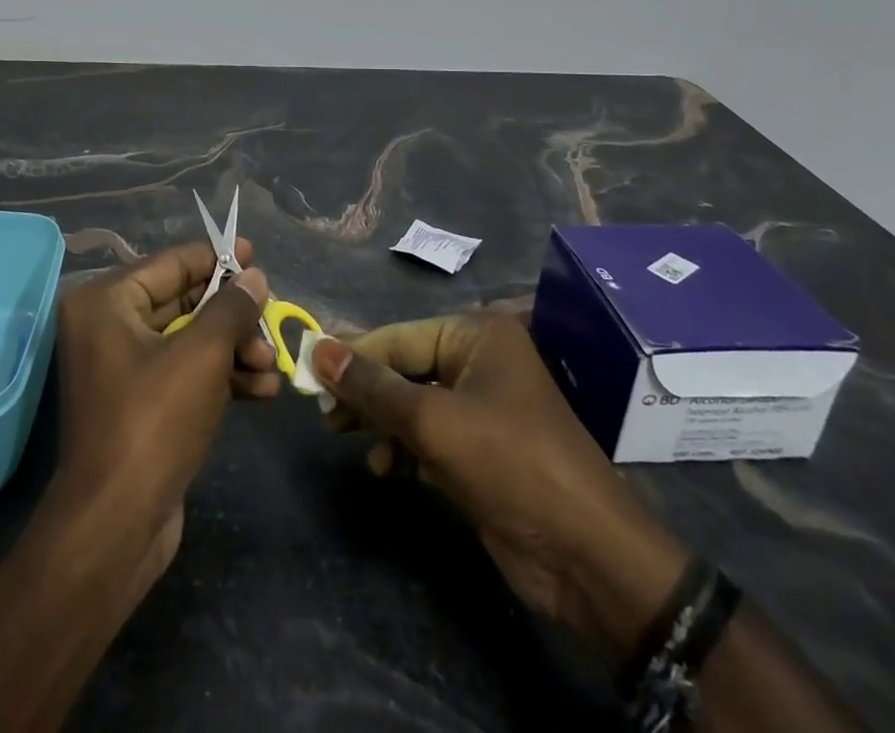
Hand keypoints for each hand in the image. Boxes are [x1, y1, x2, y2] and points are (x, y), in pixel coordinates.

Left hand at [49, 241, 277, 603]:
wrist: (116, 526)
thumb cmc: (154, 421)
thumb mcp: (202, 355)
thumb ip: (231, 307)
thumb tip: (254, 277)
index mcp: (106, 301)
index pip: (171, 264)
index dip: (217, 259)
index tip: (255, 256)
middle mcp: (108, 326)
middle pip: (182, 301)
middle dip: (232, 314)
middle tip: (272, 317)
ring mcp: (122, 368)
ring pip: (189, 340)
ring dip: (234, 349)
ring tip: (272, 364)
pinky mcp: (140, 404)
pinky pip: (185, 373)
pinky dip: (221, 376)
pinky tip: (262, 391)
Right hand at [312, 315, 688, 656]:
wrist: (587, 559)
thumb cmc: (510, 465)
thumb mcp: (433, 422)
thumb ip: (372, 387)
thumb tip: (318, 349)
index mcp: (476, 336)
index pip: (398, 338)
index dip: (352, 354)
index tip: (307, 368)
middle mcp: (479, 362)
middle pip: (404, 368)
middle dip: (365, 391)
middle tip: (322, 410)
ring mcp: (482, 408)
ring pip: (412, 404)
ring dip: (381, 423)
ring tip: (346, 437)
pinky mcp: (481, 450)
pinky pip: (429, 435)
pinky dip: (404, 448)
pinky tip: (386, 469)